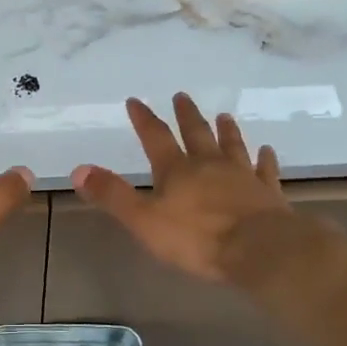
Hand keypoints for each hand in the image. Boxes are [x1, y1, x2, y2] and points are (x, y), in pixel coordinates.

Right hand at [71, 94, 292, 282]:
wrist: (260, 249)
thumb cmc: (197, 238)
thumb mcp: (144, 221)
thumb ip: (112, 195)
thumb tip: (78, 170)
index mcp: (177, 170)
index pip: (156, 137)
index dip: (144, 119)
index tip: (136, 100)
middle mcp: (209, 165)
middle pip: (196, 134)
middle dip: (187, 115)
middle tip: (182, 96)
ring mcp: (242, 176)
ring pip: (232, 146)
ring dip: (226, 131)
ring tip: (224, 115)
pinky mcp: (268, 193)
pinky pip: (265, 170)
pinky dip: (264, 160)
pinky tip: (267, 151)